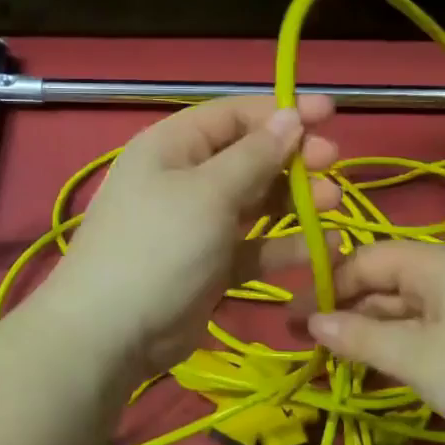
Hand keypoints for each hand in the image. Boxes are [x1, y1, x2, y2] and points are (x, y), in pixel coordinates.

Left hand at [36, 95, 339, 381]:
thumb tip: (290, 116)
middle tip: (333, 163)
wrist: (111, 333)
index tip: (329, 114)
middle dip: (293, 158)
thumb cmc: (159, 246)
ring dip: (295, 201)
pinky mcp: (211, 265)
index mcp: (174, 146)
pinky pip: (254, 246)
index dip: (281, 111)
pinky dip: (285, 245)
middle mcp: (186, 179)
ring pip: (256, 202)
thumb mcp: (208, 192)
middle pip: (249, 157)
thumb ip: (255, 155)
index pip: (234, 115)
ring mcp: (198, 224)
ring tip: (333, 202)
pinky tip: (323, 247)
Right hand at [307, 240, 444, 444]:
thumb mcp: (416, 358)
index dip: (325, 286)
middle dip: (345, 311)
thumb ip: (360, 338)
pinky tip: (385, 371)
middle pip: (385, 282)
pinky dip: (403, 345)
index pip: (364, 259)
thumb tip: (313, 323)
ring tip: (338, 362)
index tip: (292, 320)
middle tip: (308, 346)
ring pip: (408, 308)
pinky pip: (431, 328)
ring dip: (372, 332)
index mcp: (434, 262)